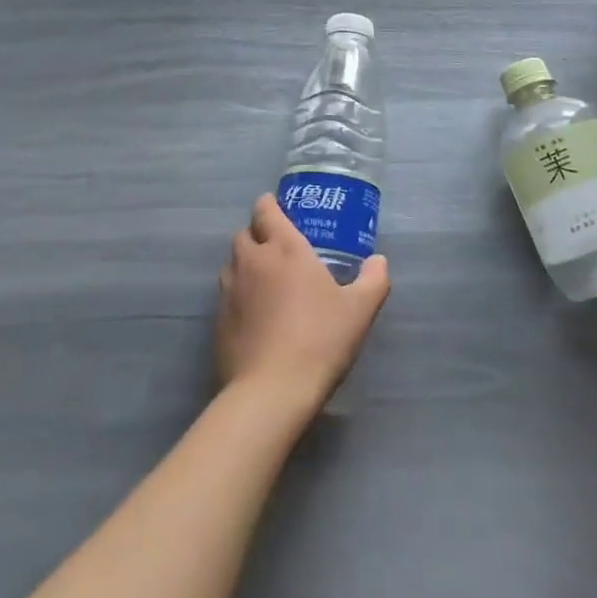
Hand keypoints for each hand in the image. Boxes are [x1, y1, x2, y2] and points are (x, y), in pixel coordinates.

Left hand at [216, 195, 390, 415]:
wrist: (271, 391)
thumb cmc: (319, 340)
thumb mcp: (360, 310)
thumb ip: (373, 280)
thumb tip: (379, 261)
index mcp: (284, 248)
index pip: (266, 210)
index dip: (270, 206)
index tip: (280, 210)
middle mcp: (252, 261)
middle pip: (244, 234)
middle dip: (258, 234)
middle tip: (278, 248)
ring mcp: (229, 291)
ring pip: (232, 264)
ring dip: (246, 264)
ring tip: (266, 281)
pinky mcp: (217, 321)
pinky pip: (226, 295)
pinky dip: (238, 296)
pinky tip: (256, 316)